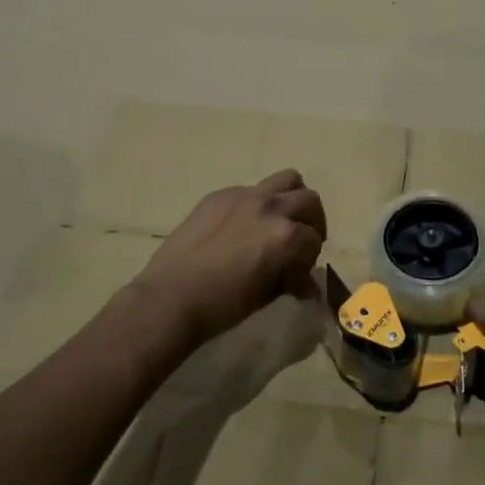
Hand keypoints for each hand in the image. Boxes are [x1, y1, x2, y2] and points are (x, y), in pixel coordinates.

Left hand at [137, 171, 326, 346]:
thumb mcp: (266, 295)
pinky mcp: (219, 196)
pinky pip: (250, 190)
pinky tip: (242, 227)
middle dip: (312, 222)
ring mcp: (244, 196)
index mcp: (286, 234)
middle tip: (300, 243)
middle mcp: (271, 207)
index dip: (309, 259)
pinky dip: (258, 203)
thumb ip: (291, 282)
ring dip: (292, 198)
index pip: (313, 239)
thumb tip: (308, 287)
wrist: (171, 297)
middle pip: (309, 200)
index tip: (297, 274)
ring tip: (281, 220)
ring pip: (287, 179)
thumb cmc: (223, 305)